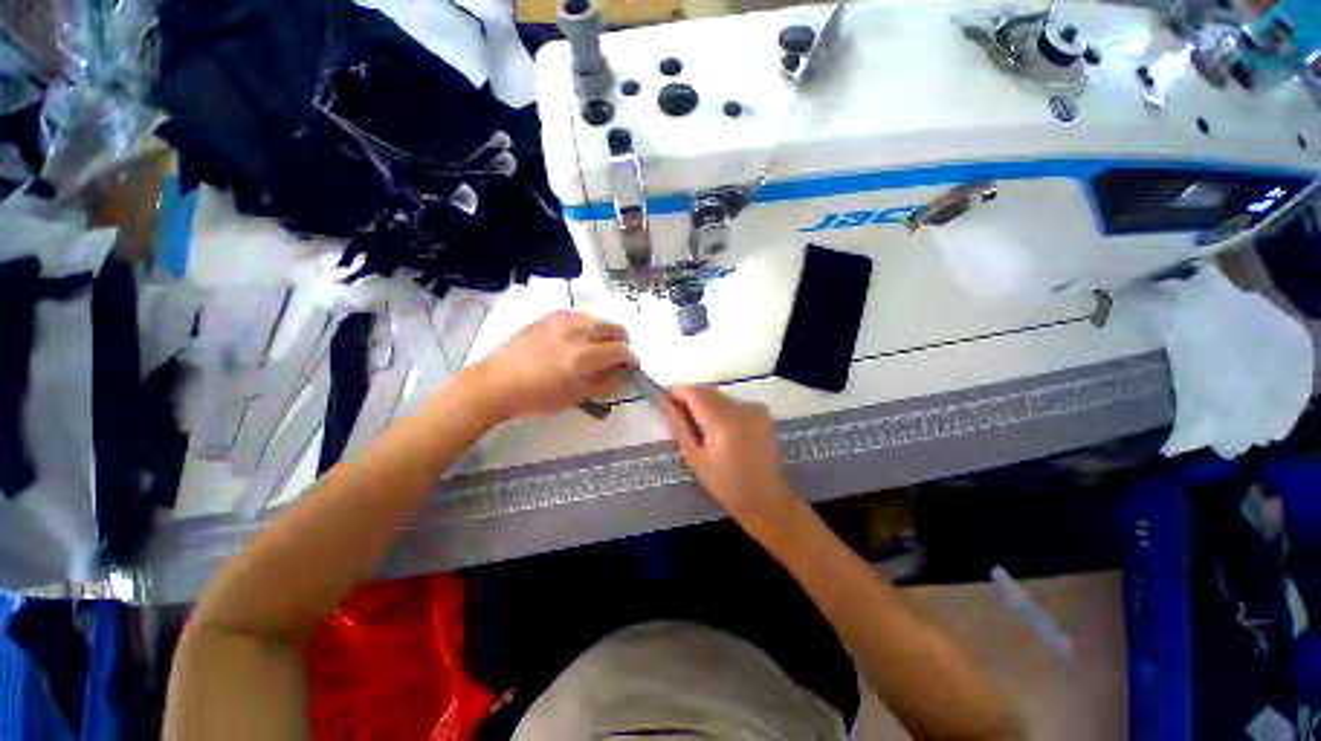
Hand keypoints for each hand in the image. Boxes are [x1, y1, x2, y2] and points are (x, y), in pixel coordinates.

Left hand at [474, 311, 637, 418]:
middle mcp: (577, 333)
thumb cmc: (538, 396)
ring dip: (607, 331)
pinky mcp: (550, 315)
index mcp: (583, 357)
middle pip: (614, 327)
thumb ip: (605, 383)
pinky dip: (589, 324)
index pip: (621, 350)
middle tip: (619, 354)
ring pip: (598, 318)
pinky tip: (581, 337)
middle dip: (623, 341)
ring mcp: (562, 320)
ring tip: (601, 345)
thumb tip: (623, 373)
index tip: (632, 365)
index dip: (632, 358)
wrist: (498, 382)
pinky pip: (580, 315)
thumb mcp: (576, 397)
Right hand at [662, 385, 801, 536]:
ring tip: (700, 426)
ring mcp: (754, 408)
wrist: (765, 497)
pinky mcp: (762, 412)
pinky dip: (722, 409)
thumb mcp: (694, 457)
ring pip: (720, 396)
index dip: (677, 391)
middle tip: (678, 415)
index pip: (694, 392)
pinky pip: (734, 403)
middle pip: (707, 391)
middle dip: (690, 398)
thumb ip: (679, 425)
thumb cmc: (724, 483)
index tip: (664, 399)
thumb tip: (665, 401)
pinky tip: (720, 429)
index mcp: (722, 420)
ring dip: (707, 403)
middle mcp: (740, 407)